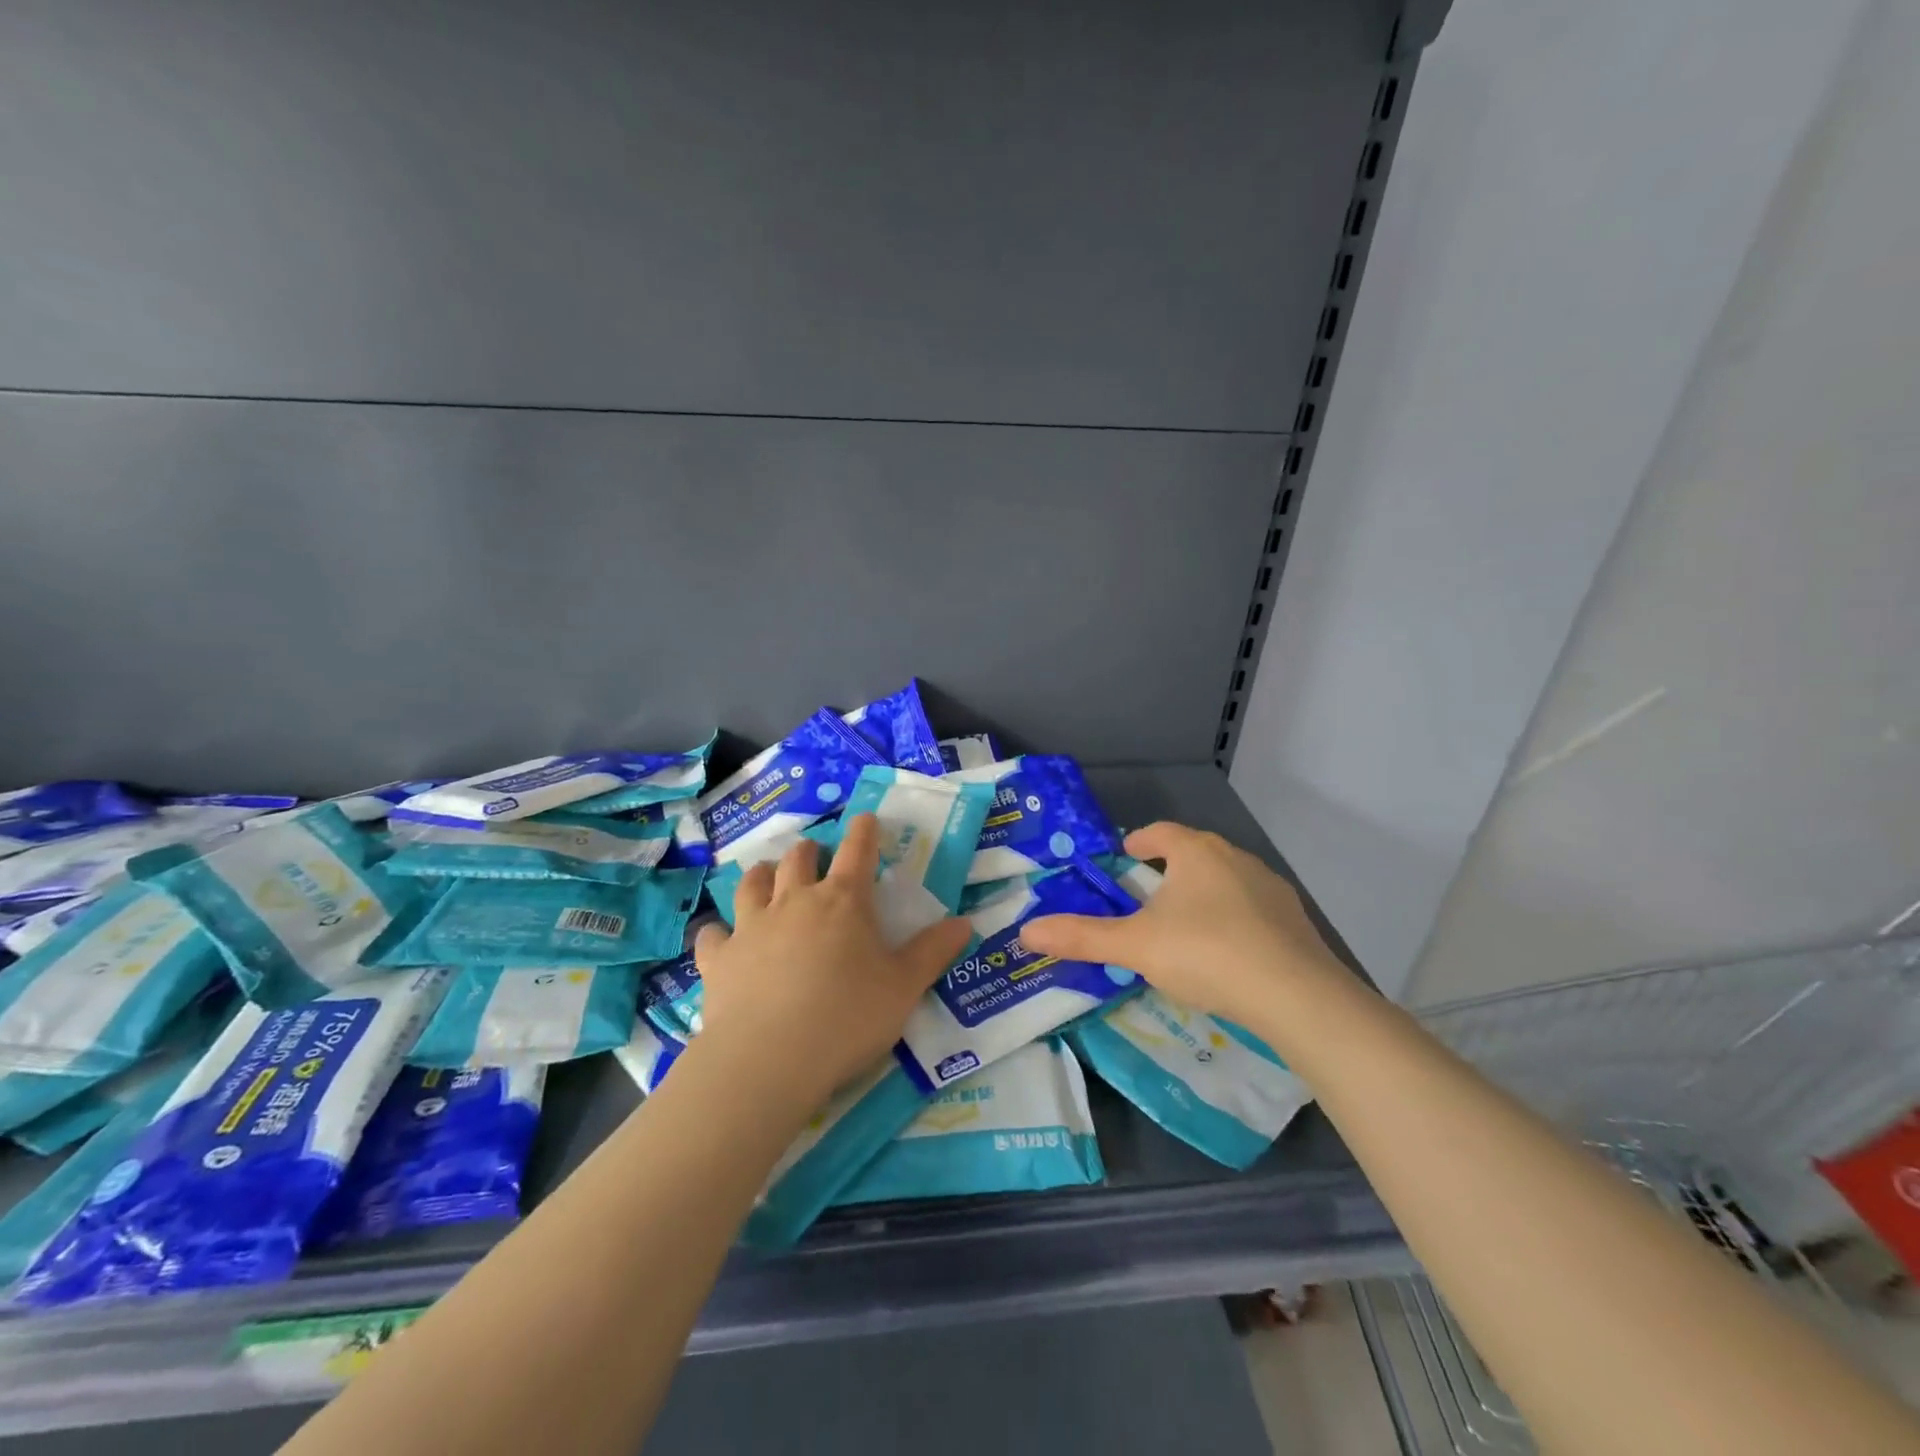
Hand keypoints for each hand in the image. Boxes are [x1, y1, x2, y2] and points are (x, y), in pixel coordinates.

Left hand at [690, 814, 971, 1112]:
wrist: (770, 1057)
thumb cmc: (848, 1017)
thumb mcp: (905, 987)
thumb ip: (933, 952)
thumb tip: (964, 922)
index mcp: (844, 902)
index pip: (858, 851)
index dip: (864, 831)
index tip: (865, 818)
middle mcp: (795, 901)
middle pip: (798, 859)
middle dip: (809, 850)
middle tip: (814, 853)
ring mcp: (752, 926)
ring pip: (752, 883)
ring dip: (761, 874)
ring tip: (765, 874)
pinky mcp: (719, 958)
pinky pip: (712, 934)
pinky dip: (718, 931)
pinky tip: (720, 936)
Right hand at [1019, 822, 1347, 1032]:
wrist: (1296, 995)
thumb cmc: (1206, 954)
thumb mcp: (1136, 947)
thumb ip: (1082, 937)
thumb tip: (1026, 932)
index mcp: (1195, 852)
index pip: (1161, 832)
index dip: (1139, 842)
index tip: (1125, 856)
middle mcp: (1234, 857)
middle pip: (1193, 853)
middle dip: (1168, 869)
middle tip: (1146, 895)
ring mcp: (1269, 887)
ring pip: (1225, 880)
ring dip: (1202, 893)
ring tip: (1184, 925)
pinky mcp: (1294, 919)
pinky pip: (1252, 908)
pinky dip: (1233, 919)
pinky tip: (1227, 951)